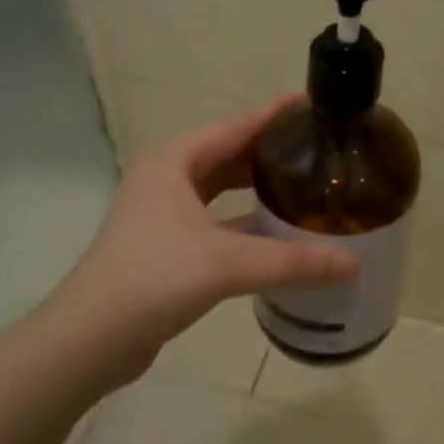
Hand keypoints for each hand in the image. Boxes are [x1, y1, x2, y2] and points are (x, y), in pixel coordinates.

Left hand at [45, 93, 356, 384]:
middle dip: (271, 149)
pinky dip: (247, 221)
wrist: (90, 340)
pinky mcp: (169, 246)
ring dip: (259, 186)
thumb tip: (353, 264)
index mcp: (174, 161)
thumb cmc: (152, 280)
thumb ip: (290, 261)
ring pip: (223, 188)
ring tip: (307, 184)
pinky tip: (279, 232)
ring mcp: (165, 213)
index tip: (314, 103)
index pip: (235, 125)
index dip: (274, 114)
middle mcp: (168, 178)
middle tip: (319, 148)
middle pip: (230, 153)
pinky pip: (219, 220)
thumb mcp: (225, 263)